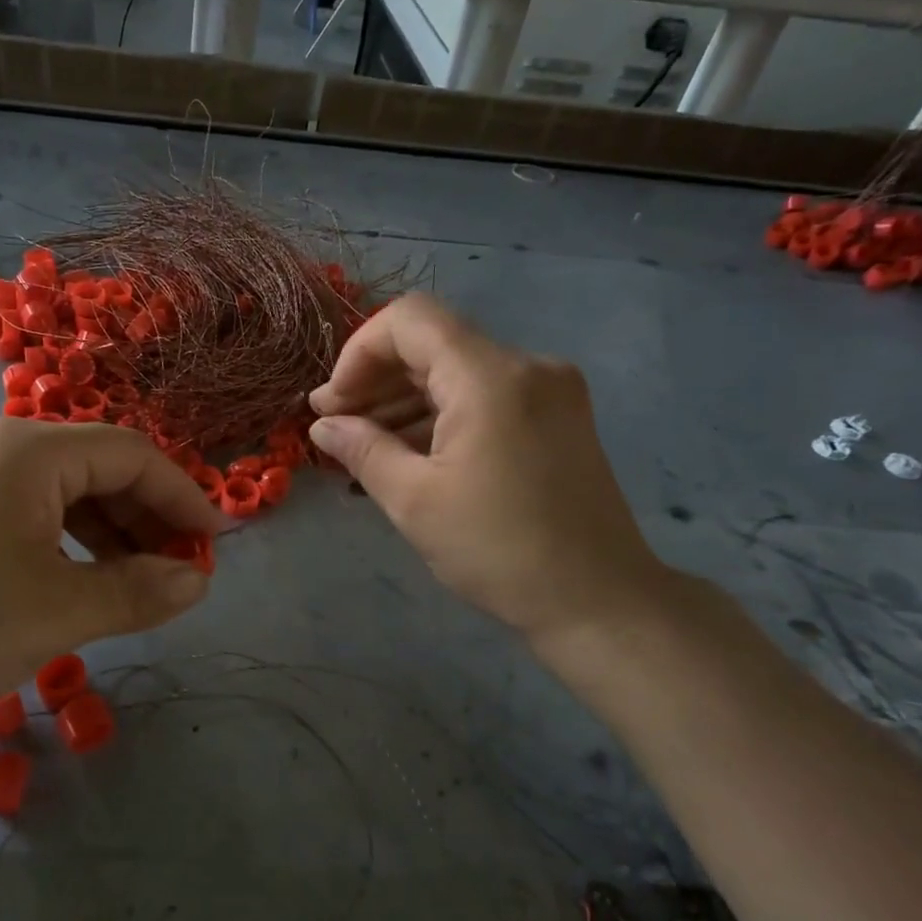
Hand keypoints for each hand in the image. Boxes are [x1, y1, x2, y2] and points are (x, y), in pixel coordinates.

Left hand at [0, 418, 216, 746]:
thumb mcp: (56, 614)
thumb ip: (137, 592)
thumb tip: (197, 581)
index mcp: (28, 451)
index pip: (131, 455)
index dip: (182, 498)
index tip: (215, 546)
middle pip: (96, 469)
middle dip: (147, 518)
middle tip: (179, 574)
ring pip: (60, 494)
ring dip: (108, 535)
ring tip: (137, 586)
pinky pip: (24, 515)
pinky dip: (64, 545)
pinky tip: (77, 584)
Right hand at [308, 294, 670, 651]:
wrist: (599, 601)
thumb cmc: (499, 550)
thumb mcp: (414, 501)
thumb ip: (362, 449)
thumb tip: (323, 424)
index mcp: (491, 377)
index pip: (410, 319)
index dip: (358, 351)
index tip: (333, 404)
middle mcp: (526, 366)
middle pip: (433, 343)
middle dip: (376, 379)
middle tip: (334, 425)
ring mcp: (549, 390)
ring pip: (457, 371)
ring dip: (405, 400)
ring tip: (363, 446)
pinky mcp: (557, 417)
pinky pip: (485, 396)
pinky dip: (441, 415)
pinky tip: (408, 453)